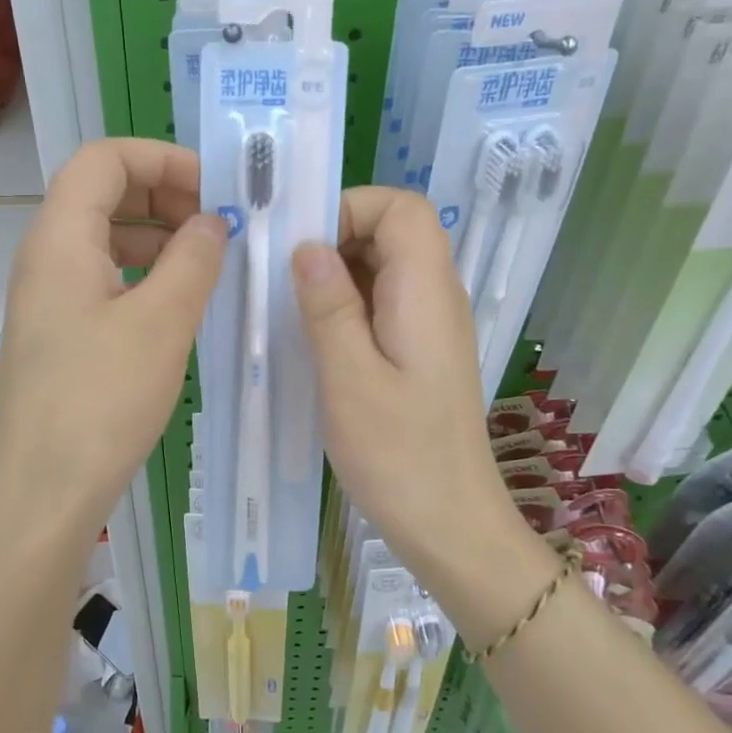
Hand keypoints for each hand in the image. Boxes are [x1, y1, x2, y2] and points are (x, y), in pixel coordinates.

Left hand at [0, 139, 224, 541]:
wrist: (44, 492)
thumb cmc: (102, 400)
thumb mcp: (162, 322)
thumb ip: (193, 259)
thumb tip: (212, 221)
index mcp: (59, 238)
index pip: (104, 158)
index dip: (162, 158)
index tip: (215, 188)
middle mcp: (44, 257)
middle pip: (101, 192)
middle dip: (163, 194)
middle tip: (217, 224)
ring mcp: (46, 297)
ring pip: (103, 238)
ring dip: (156, 236)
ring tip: (207, 262)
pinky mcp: (56, 333)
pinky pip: (101, 279)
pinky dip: (141, 274)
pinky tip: (176, 303)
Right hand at [291, 187, 529, 588]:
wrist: (450, 524)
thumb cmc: (398, 455)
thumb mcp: (349, 378)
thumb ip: (329, 306)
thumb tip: (308, 246)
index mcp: (426, 292)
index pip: (401, 208)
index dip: (350, 209)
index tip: (300, 246)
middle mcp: (436, 298)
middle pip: (392, 232)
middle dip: (334, 239)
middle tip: (281, 279)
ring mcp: (430, 326)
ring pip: (384, 268)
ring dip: (336, 276)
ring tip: (289, 309)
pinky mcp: (420, 352)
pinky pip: (382, 304)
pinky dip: (346, 306)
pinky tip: (314, 339)